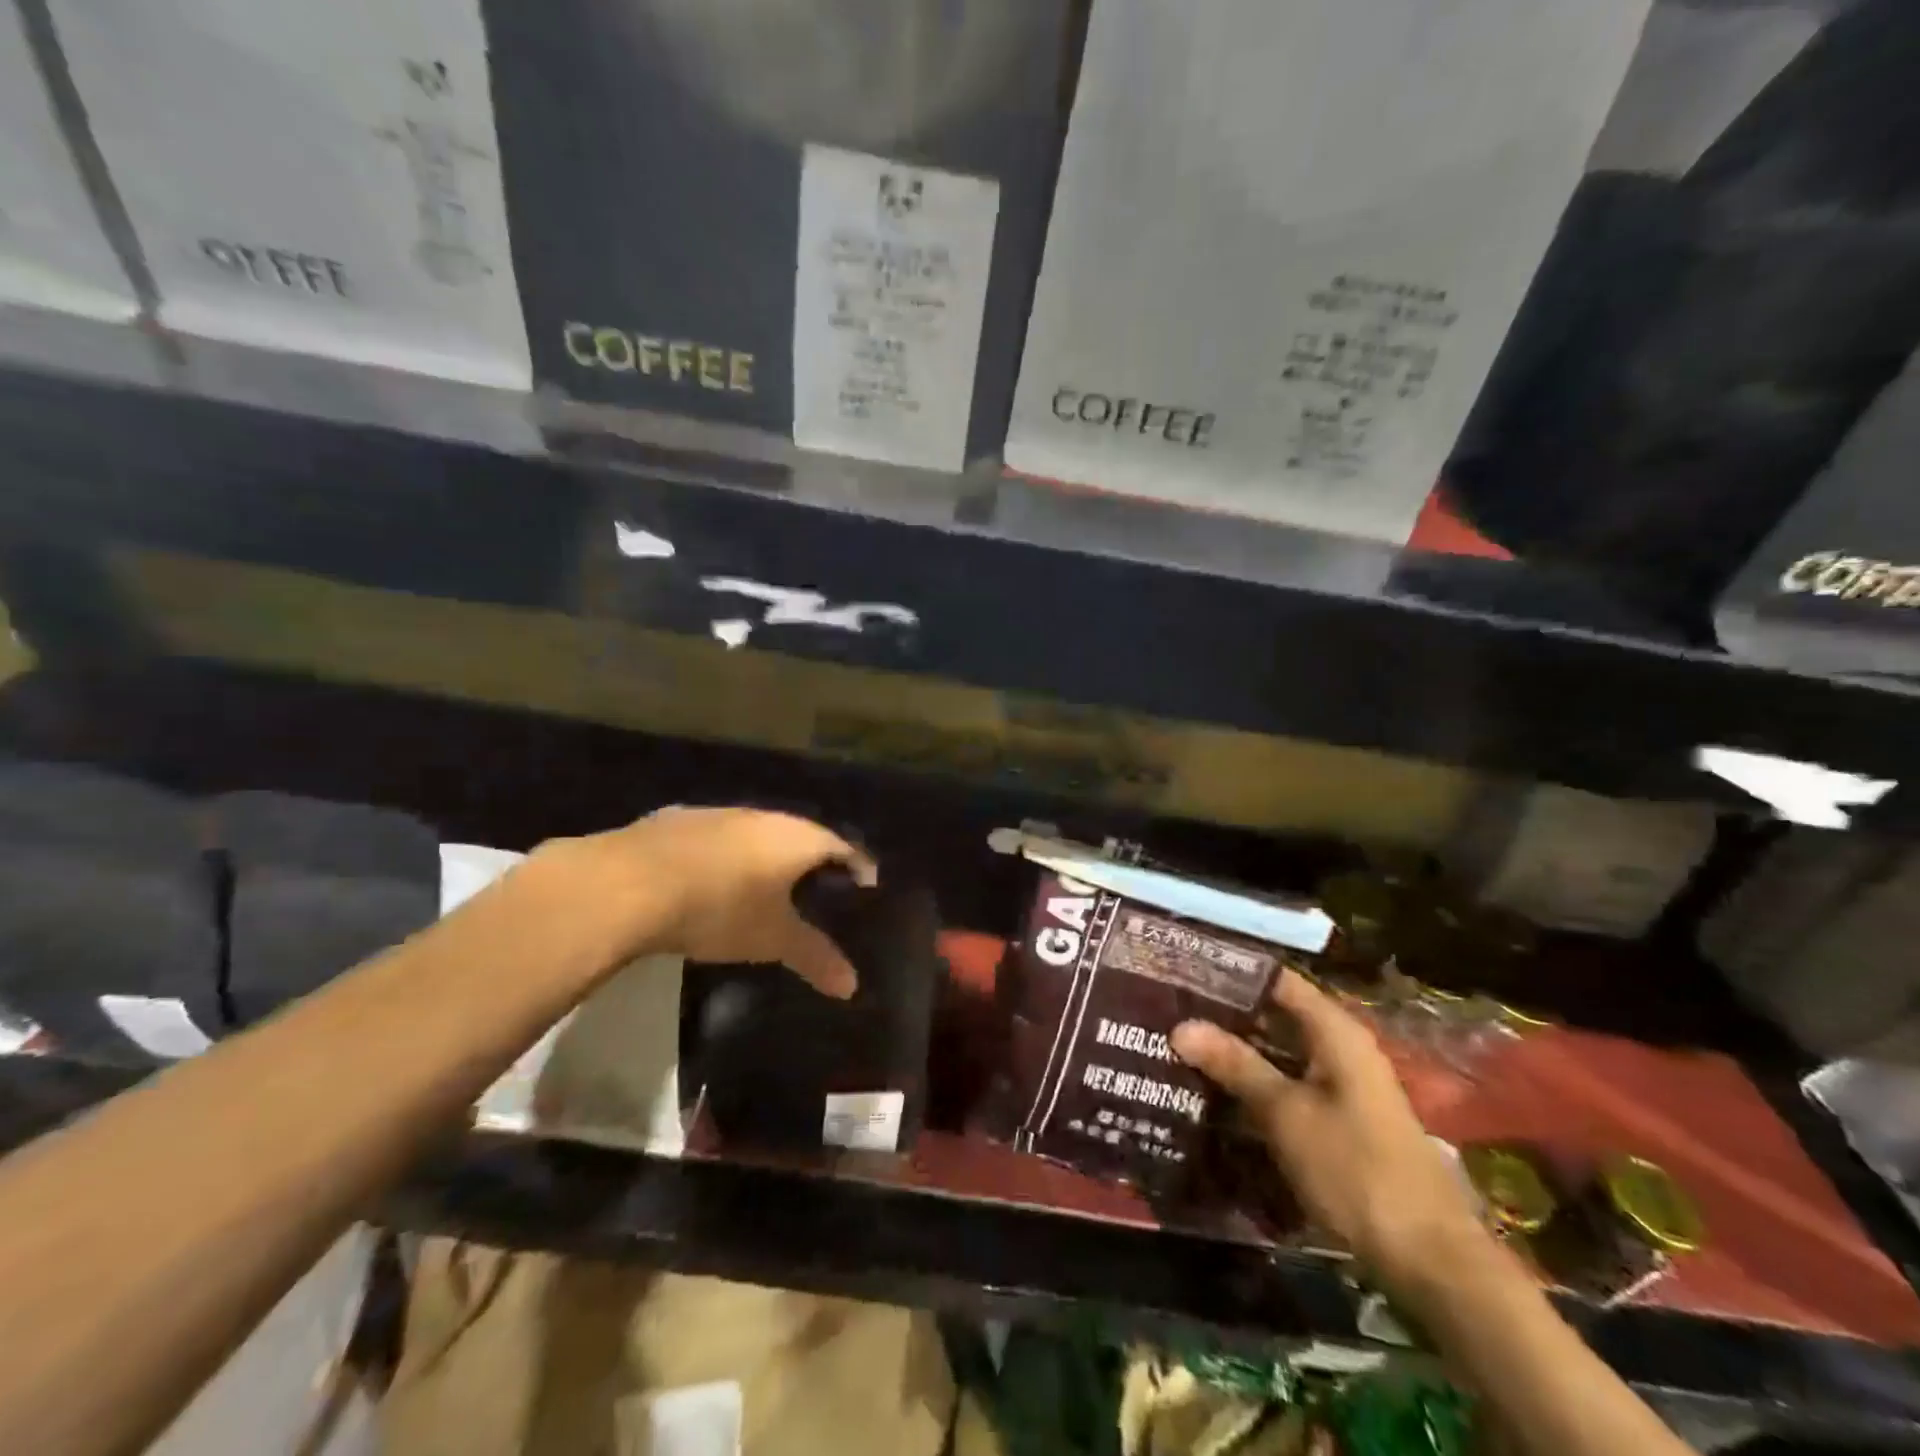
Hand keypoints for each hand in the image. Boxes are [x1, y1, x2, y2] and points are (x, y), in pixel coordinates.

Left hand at [542, 807, 875, 997]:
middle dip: (813, 858)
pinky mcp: (677, 819)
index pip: (841, 846)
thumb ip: (814, 956)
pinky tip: (712, 875)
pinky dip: (726, 854)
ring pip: (756, 831)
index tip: (866, 881)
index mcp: (796, 837)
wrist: (630, 884)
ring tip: (767, 882)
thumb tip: (852, 986)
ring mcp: (718, 814)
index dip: (857, 865)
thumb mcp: (772, 939)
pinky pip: (717, 836)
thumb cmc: (721, 908)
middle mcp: (763, 816)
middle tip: (819, 885)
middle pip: (800, 833)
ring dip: (766, 853)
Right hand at [1172, 973, 1486, 1289]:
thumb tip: (1181, 1026)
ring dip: (1238, 1051)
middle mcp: (1341, 1049)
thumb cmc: (1357, 1170)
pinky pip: (1289, 1085)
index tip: (1185, 970)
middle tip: (1172, 1009)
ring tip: (1181, 1045)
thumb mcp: (1286, 1113)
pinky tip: (1216, 1092)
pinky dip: (1256, 1083)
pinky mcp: (1340, 1122)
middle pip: (1277, 1015)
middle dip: (1227, 1014)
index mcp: (1336, 1032)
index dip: (1232, 972)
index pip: (1277, 980)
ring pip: (1280, 1053)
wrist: (1431, 1260)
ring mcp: (1343, 1087)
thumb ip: (1235, 1065)